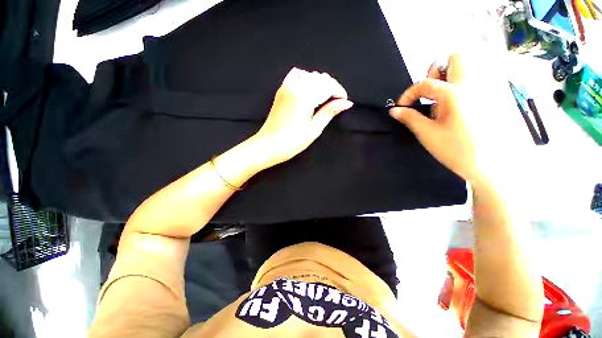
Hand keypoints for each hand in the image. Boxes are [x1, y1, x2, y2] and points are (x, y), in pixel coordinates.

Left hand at [249, 67, 352, 167]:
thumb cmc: (292, 142)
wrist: (269, 144)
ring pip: (310, 75)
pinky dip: (306, 79)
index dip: (339, 92)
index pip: (328, 85)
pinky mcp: (281, 89)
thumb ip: (329, 112)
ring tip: (324, 98)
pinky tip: (309, 89)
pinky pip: (296, 75)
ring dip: (320, 83)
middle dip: (331, 87)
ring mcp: (286, 86)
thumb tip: (346, 103)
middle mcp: (295, 86)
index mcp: (304, 97)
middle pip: (320, 78)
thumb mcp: (314, 129)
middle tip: (335, 102)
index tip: (344, 102)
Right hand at [389, 54, 481, 182]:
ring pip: (469, 66)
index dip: (408, 94)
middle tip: (430, 92)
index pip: (424, 83)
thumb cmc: (456, 150)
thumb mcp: (427, 134)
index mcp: (454, 94)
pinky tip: (460, 105)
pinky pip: (479, 79)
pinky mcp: (495, 96)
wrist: (492, 166)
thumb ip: (410, 118)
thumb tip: (394, 110)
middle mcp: (473, 83)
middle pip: (455, 57)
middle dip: (437, 70)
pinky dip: (464, 85)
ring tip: (444, 100)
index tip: (401, 107)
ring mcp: (487, 87)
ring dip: (451, 76)